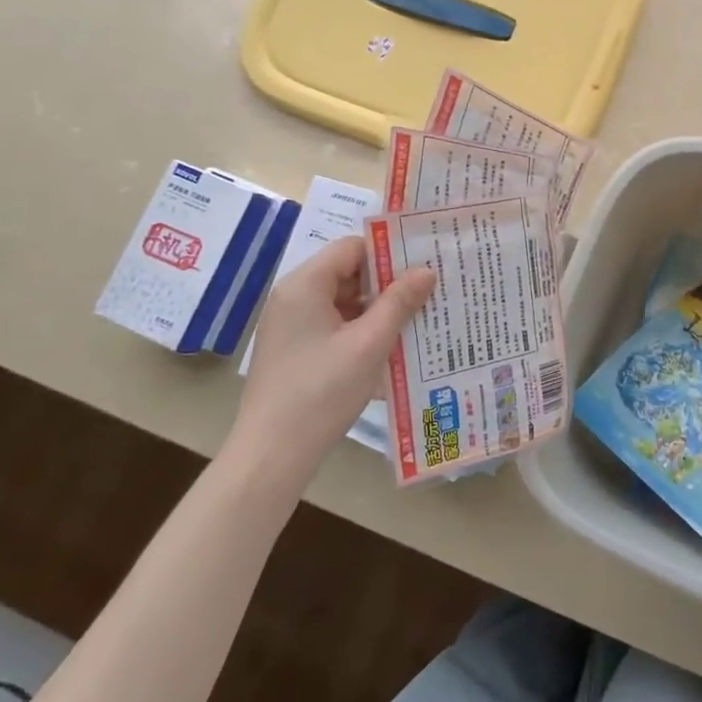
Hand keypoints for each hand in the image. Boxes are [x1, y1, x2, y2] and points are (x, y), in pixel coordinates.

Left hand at [232, 236, 433, 471]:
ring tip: (418, 318)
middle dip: (387, 283)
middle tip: (429, 292)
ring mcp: (291, 326)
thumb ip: (399, 302)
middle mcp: (293, 298)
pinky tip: (391, 346)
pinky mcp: (295, 351)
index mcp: (304, 285)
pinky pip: (334, 326)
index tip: (424, 264)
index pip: (351, 248)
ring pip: (343, 302)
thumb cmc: (322, 391)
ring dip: (377, 310)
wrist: (273, 453)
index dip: (388, 253)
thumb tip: (426, 270)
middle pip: (347, 274)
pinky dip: (361, 331)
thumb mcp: (370, 344)